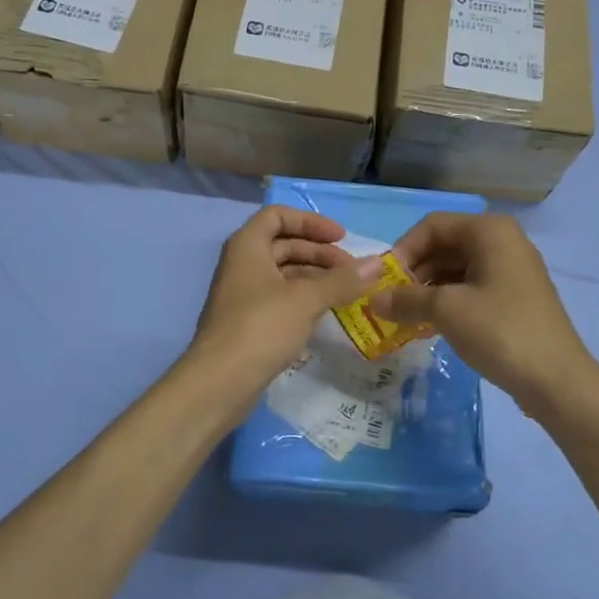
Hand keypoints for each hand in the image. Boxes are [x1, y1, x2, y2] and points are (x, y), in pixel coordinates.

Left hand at [189, 205, 382, 397]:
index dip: (311, 221)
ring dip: (315, 277)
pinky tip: (325, 314)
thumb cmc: (261, 327)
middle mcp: (242, 265)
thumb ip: (342, 280)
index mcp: (247, 246)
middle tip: (352, 271)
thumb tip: (378, 263)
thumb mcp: (306, 300)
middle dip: (319, 253)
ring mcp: (243, 295)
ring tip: (346, 293)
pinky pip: (280, 299)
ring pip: (283, 274)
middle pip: (283, 244)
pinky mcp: (247, 323)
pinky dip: (303, 299)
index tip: (341, 238)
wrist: (219, 382)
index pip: (278, 215)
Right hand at [370, 212, 594, 408]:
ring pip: (456, 269)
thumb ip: (405, 299)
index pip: (432, 226)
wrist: (556, 380)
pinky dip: (447, 301)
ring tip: (407, 317)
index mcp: (490, 231)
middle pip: (445, 245)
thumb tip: (373, 300)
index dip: (403, 250)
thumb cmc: (500, 331)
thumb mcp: (445, 311)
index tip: (384, 282)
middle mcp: (503, 242)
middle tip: (392, 302)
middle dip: (414, 272)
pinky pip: (472, 287)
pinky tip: (430, 325)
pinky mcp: (515, 297)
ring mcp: (512, 270)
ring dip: (427, 289)